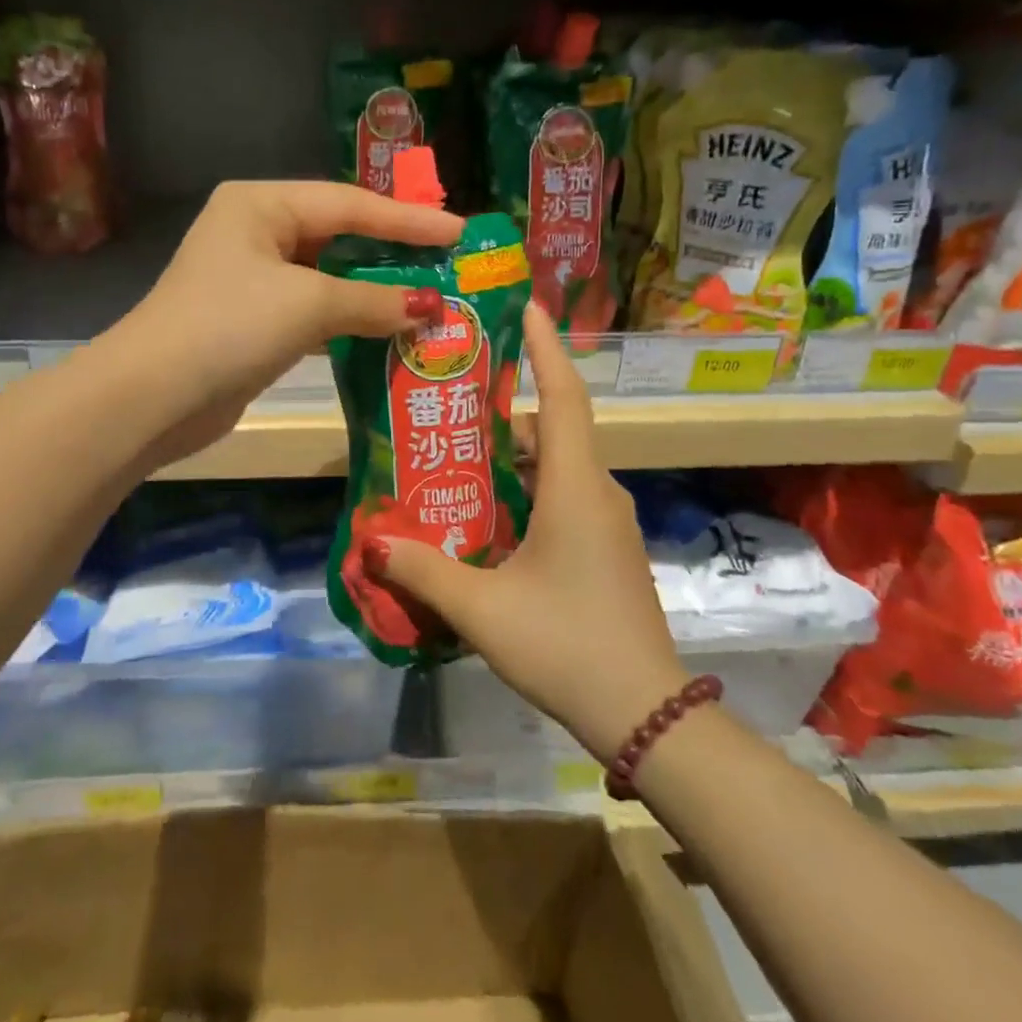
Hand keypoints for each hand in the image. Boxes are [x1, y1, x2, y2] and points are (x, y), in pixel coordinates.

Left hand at [114, 181, 462, 464]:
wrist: (153, 397)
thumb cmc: (230, 326)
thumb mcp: (308, 305)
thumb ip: (374, 301)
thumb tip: (430, 309)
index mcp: (261, 204)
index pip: (350, 205)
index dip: (408, 221)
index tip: (459, 233)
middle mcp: (256, 231)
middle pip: (339, 235)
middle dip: (393, 251)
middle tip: (448, 262)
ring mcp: (253, 278)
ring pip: (329, 275)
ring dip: (375, 290)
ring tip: (430, 296)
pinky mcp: (255, 321)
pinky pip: (315, 310)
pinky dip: (350, 318)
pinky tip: (388, 328)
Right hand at [367, 304, 686, 760]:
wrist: (647, 715)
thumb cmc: (567, 646)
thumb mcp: (483, 610)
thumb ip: (425, 570)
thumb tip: (374, 540)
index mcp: (575, 486)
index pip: (564, 395)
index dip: (545, 346)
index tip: (525, 305)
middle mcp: (596, 491)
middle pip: (553, 427)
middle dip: (506, 408)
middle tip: (453, 399)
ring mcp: (606, 522)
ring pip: (557, 464)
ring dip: (513, 454)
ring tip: (458, 454)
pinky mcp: (606, 548)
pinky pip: (563, 495)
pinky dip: (527, 487)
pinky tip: (486, 513)